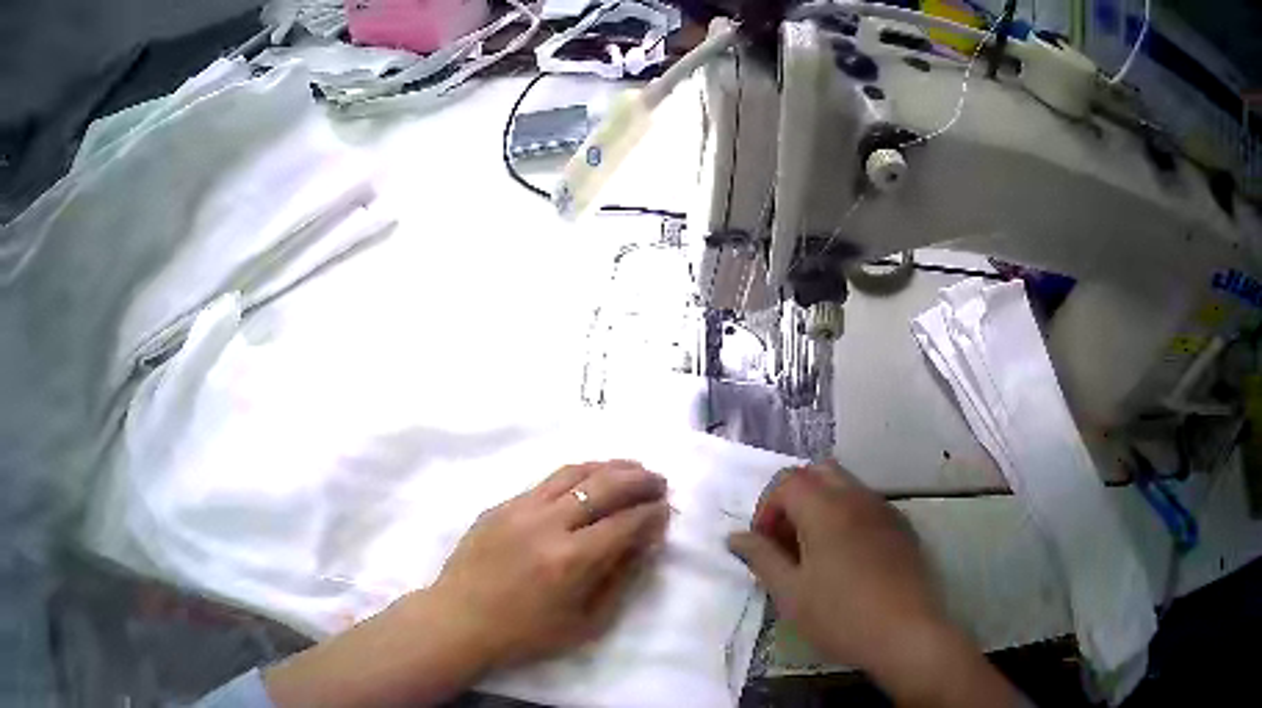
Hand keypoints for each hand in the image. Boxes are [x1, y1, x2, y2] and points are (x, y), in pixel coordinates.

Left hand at [265, 460, 668, 707]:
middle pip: (605, 486)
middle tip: (659, 482)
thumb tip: (645, 543)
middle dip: (639, 480)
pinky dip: (577, 473)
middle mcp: (548, 524)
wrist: (459, 619)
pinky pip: (547, 480)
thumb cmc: (526, 633)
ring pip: (575, 471)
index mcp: (572, 560)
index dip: (652, 513)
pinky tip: (589, 478)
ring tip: (632, 468)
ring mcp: (521, 508)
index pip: (626, 522)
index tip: (666, 510)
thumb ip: (620, 580)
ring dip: (610, 466)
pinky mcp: (502, 504)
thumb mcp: (586, 623)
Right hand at [727, 461, 1018, 707]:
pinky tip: (847, 560)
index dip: (767, 508)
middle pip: (819, 473)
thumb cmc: (840, 615)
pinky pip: (867, 506)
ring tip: (814, 553)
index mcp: (826, 508)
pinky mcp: (902, 527)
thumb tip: (736, 536)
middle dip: (795, 498)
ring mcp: (884, 510)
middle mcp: (857, 497)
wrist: (905, 633)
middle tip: (786, 540)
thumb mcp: (790, 593)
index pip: (787, 482)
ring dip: (821, 506)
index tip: (763, 544)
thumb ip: (762, 558)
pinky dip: (847, 517)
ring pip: (846, 487)